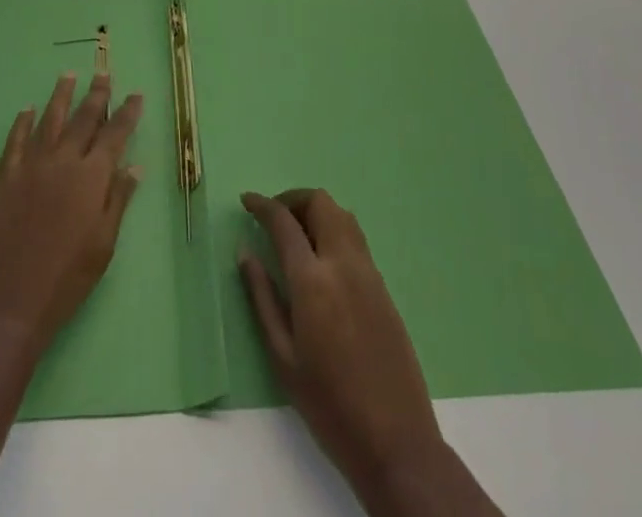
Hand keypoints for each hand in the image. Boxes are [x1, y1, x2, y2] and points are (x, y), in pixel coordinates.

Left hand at [0, 72, 142, 354]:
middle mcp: (62, 161)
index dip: (127, 113)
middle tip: (104, 74)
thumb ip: (118, 199)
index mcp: (91, 177)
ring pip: (49, 119)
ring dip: (61, 96)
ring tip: (69, 75)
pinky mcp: (5, 177)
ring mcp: (30, 166)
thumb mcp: (104, 243)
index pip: (115, 134)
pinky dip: (22, 122)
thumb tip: (134, 165)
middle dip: (97, 94)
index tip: (135, 95)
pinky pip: (15, 140)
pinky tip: (27, 110)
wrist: (11, 303)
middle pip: (83, 118)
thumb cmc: (68, 279)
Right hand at [239, 189, 452, 507]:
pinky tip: (321, 259)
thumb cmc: (329, 405)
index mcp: (313, 280)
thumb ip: (262, 298)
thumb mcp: (283, 357)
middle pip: (320, 203)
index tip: (246, 200)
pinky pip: (356, 239)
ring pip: (342, 215)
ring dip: (316, 211)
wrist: (396, 441)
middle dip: (293, 199)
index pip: (284, 222)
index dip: (263, 205)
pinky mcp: (384, 287)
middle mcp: (343, 264)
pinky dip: (334, 230)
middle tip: (273, 217)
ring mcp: (368, 273)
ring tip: (296, 234)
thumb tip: (245, 253)